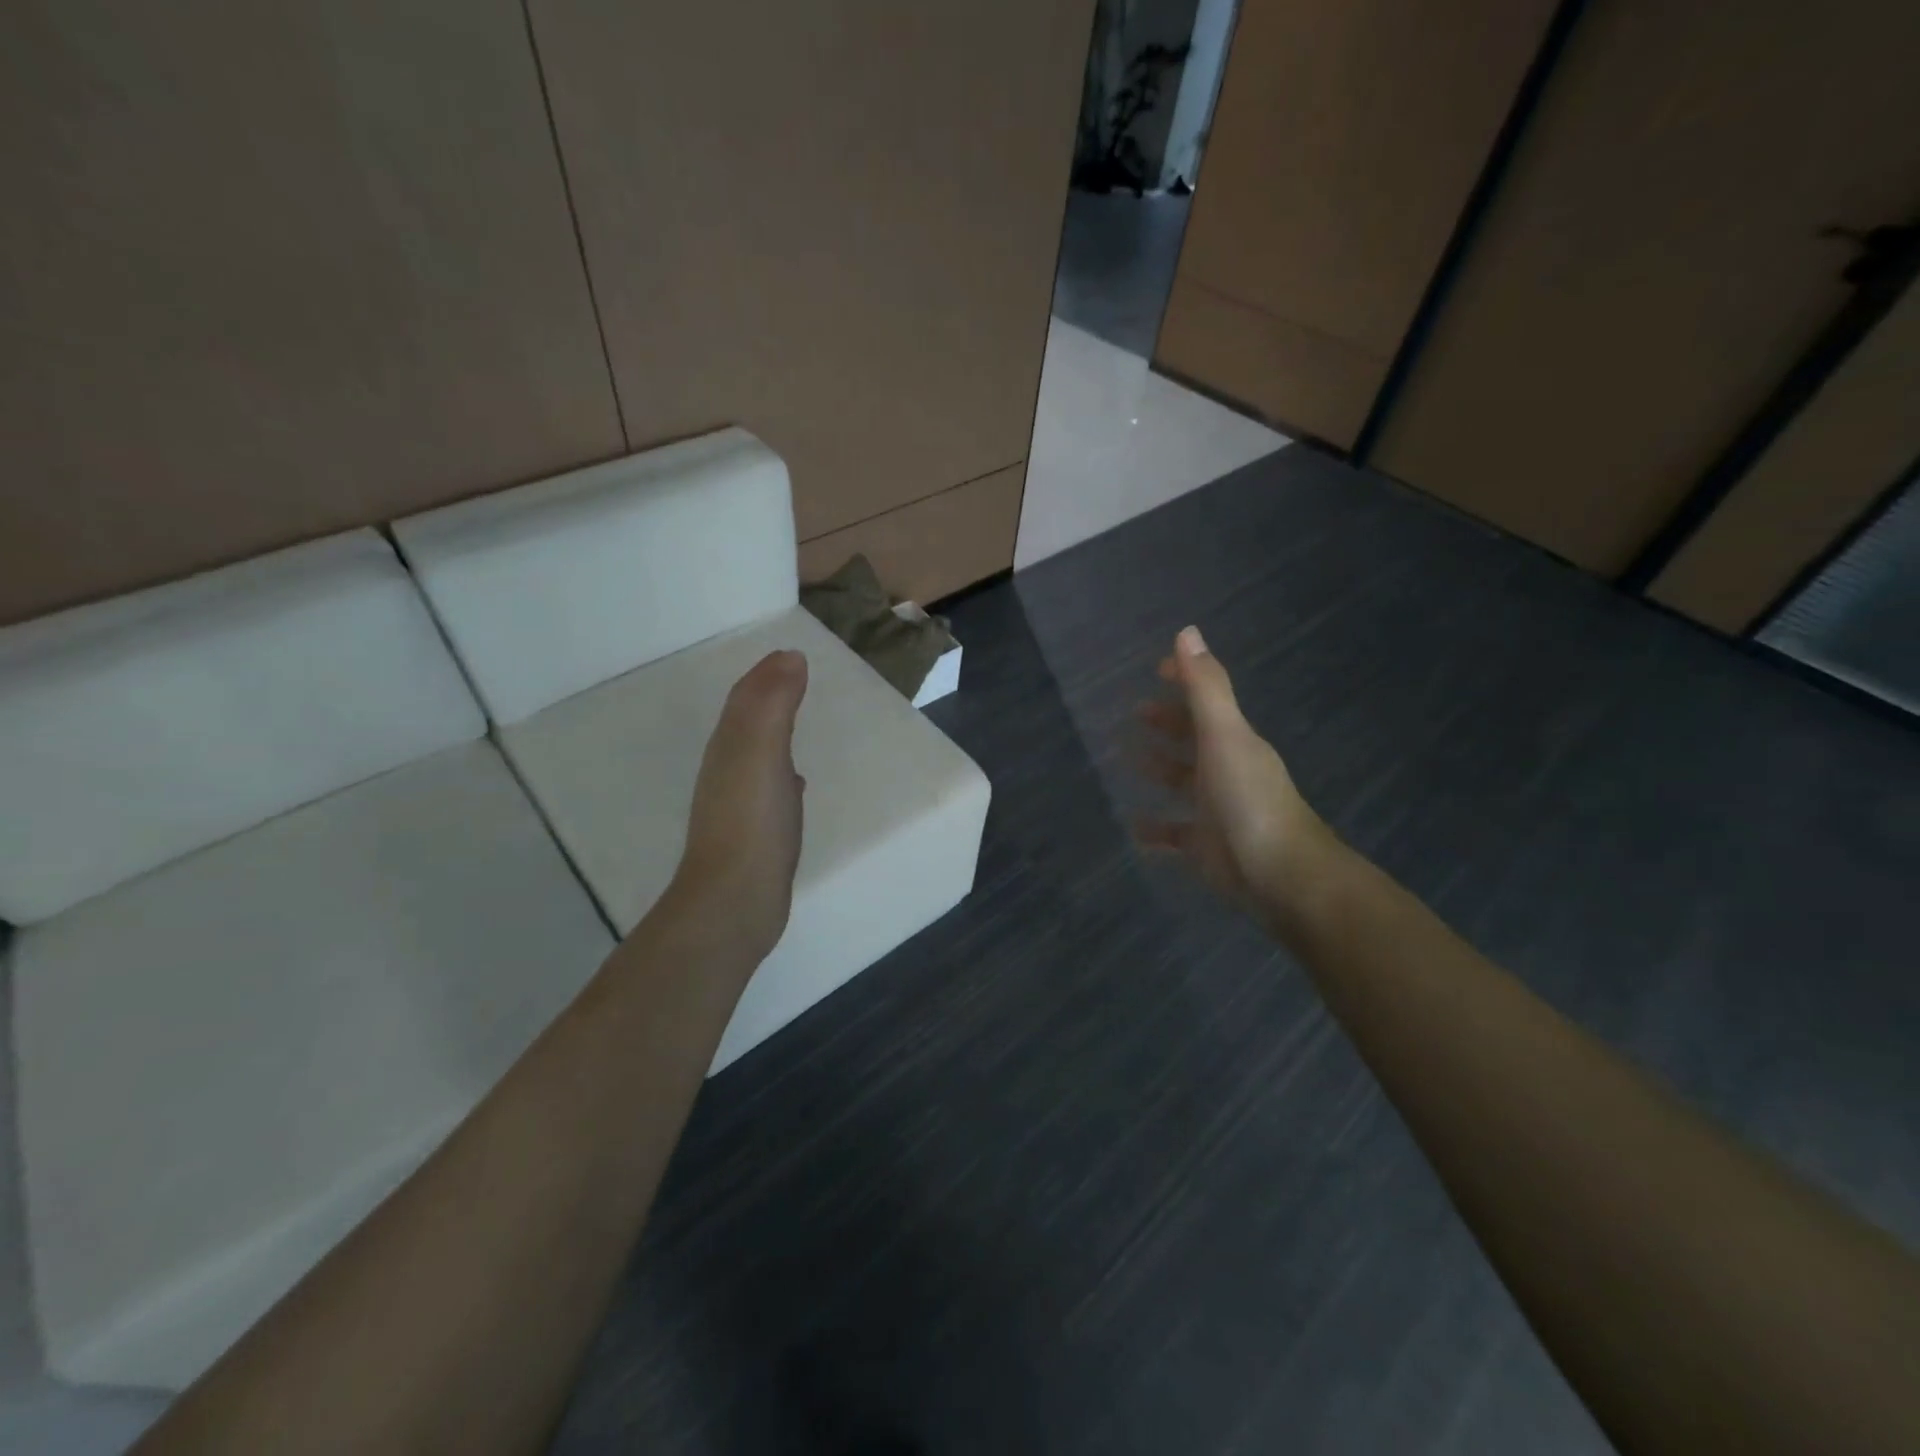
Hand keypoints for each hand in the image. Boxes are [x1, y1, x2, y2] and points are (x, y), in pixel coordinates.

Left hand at [669, 649, 808, 962]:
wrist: (736, 899)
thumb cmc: (751, 821)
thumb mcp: (761, 751)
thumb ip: (773, 704)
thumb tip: (788, 656)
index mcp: (729, 746)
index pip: (744, 699)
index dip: (765, 675)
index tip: (792, 657)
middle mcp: (728, 769)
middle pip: (748, 723)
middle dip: (769, 699)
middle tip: (798, 681)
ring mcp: (740, 804)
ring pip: (758, 755)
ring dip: (775, 734)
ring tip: (798, 722)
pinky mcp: (757, 832)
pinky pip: (771, 789)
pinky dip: (784, 774)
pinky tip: (797, 783)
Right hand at [1135, 626, 1336, 923]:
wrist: (1281, 876)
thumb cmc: (1249, 800)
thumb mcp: (1225, 736)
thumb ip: (1205, 688)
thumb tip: (1187, 632)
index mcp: (1233, 741)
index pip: (1206, 701)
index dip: (1184, 682)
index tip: (1156, 670)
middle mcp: (1226, 771)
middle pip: (1193, 740)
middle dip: (1167, 725)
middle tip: (1133, 716)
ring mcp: (1216, 810)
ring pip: (1183, 784)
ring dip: (1159, 770)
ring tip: (1126, 760)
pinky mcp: (1205, 848)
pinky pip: (1175, 833)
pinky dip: (1156, 830)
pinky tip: (1134, 827)